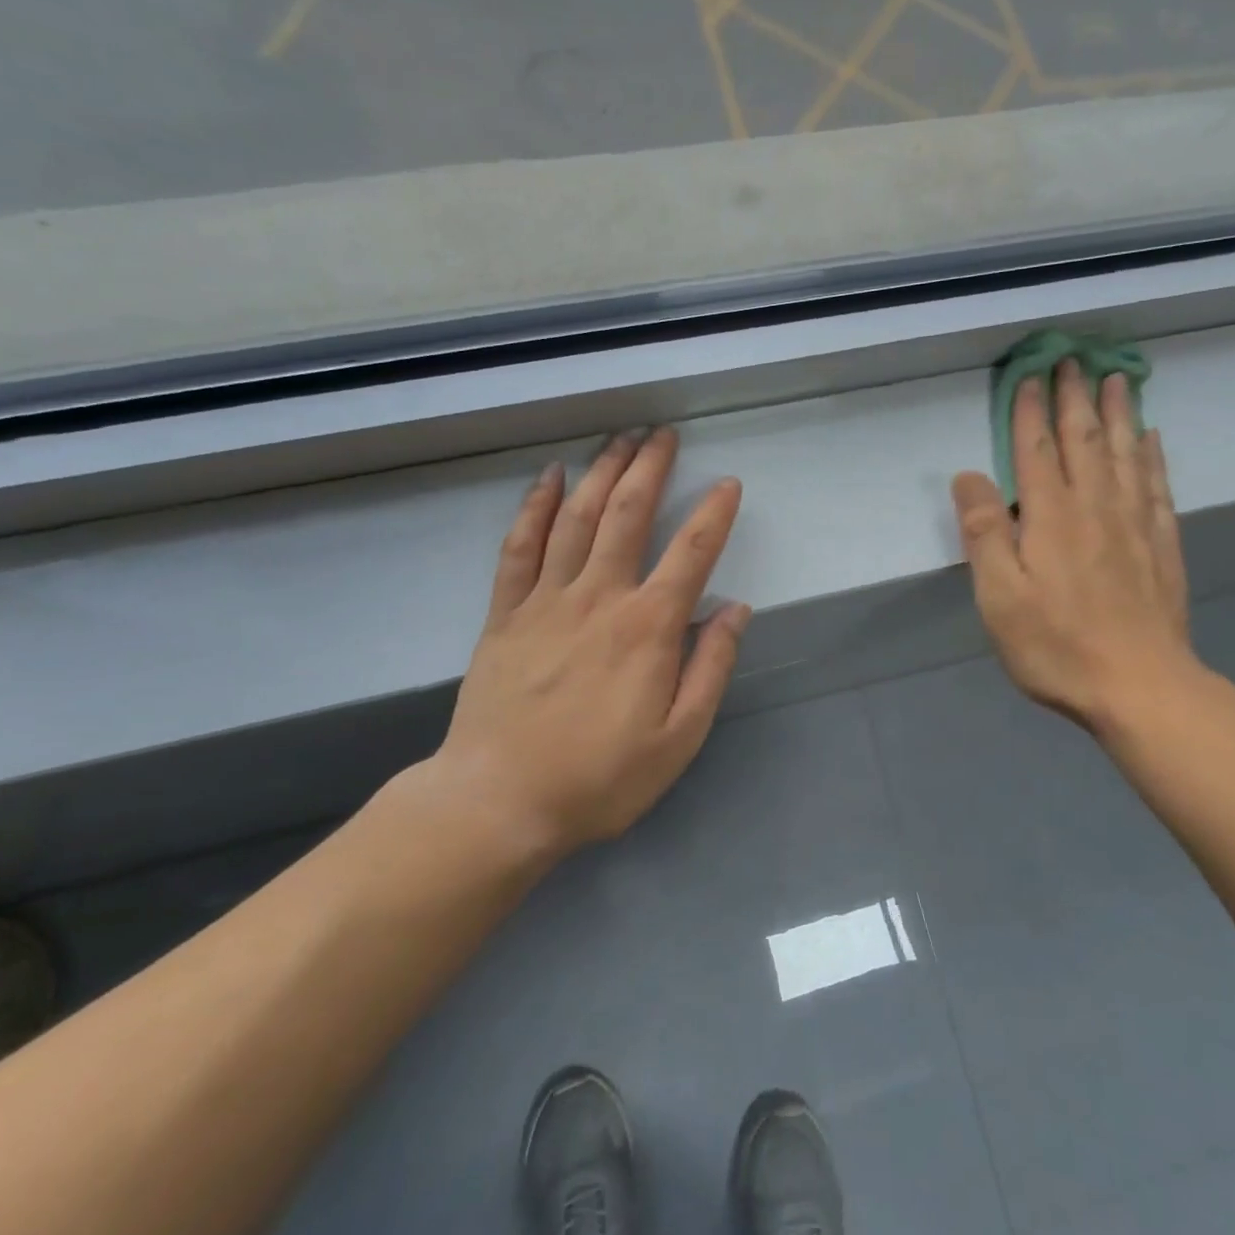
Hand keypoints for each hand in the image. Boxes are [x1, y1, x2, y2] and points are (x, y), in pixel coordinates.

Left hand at [393, 428, 747, 862]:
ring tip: (618, 438)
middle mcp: (599, 597)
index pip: (691, 553)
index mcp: (647, 627)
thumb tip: (735, 610)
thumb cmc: (599, 778)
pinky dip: (535, 507)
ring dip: (601, 473)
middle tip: (661, 433)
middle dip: (649, 467)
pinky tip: (550, 478)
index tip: (728, 484)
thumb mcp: (678, 739)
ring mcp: (546, 599)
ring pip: (577, 518)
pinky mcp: (506, 613)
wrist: (499, 802)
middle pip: (628, 514)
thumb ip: (711, 668)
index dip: (714, 513)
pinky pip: (521, 547)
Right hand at [950, 361, 1199, 736]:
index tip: (1030, 374)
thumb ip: (984, 532)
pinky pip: (1156, 485)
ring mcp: (1134, 524)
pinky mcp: (1162, 545)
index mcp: (1051, 517)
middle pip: (1084, 439)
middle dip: (1075, 397)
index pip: (1037, 450)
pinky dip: (1152, 456)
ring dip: (1118, 412)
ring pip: (1125, 453)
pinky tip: (1152, 438)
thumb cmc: (1056, 645)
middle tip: (1073, 359)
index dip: (1030, 411)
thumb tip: (968, 476)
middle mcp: (1095, 507)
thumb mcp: (999, 596)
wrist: (1140, 687)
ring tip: (1116, 378)